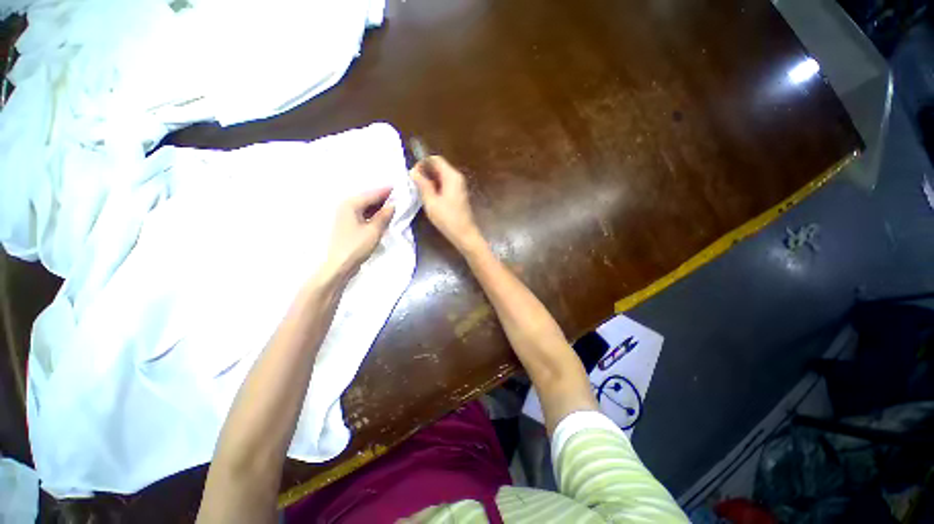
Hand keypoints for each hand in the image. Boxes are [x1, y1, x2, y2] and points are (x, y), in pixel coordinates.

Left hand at [322, 187, 394, 278]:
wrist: (339, 265)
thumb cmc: (356, 246)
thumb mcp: (374, 230)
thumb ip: (384, 216)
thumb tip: (393, 205)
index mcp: (351, 204)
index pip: (373, 194)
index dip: (387, 191)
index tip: (401, 188)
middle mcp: (346, 206)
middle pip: (368, 198)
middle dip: (384, 199)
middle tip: (400, 199)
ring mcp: (345, 215)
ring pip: (366, 207)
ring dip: (379, 207)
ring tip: (395, 208)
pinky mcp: (347, 225)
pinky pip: (363, 214)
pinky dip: (374, 215)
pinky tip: (383, 218)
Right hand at [411, 156, 482, 250]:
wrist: (465, 234)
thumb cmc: (448, 219)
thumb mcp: (431, 202)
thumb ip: (422, 185)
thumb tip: (413, 171)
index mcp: (451, 176)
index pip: (435, 159)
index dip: (422, 164)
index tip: (412, 175)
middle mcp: (457, 177)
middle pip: (438, 166)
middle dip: (425, 172)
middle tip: (413, 184)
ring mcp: (459, 186)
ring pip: (441, 175)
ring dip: (430, 180)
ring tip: (419, 191)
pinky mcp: (458, 194)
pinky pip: (445, 184)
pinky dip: (436, 186)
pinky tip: (429, 196)